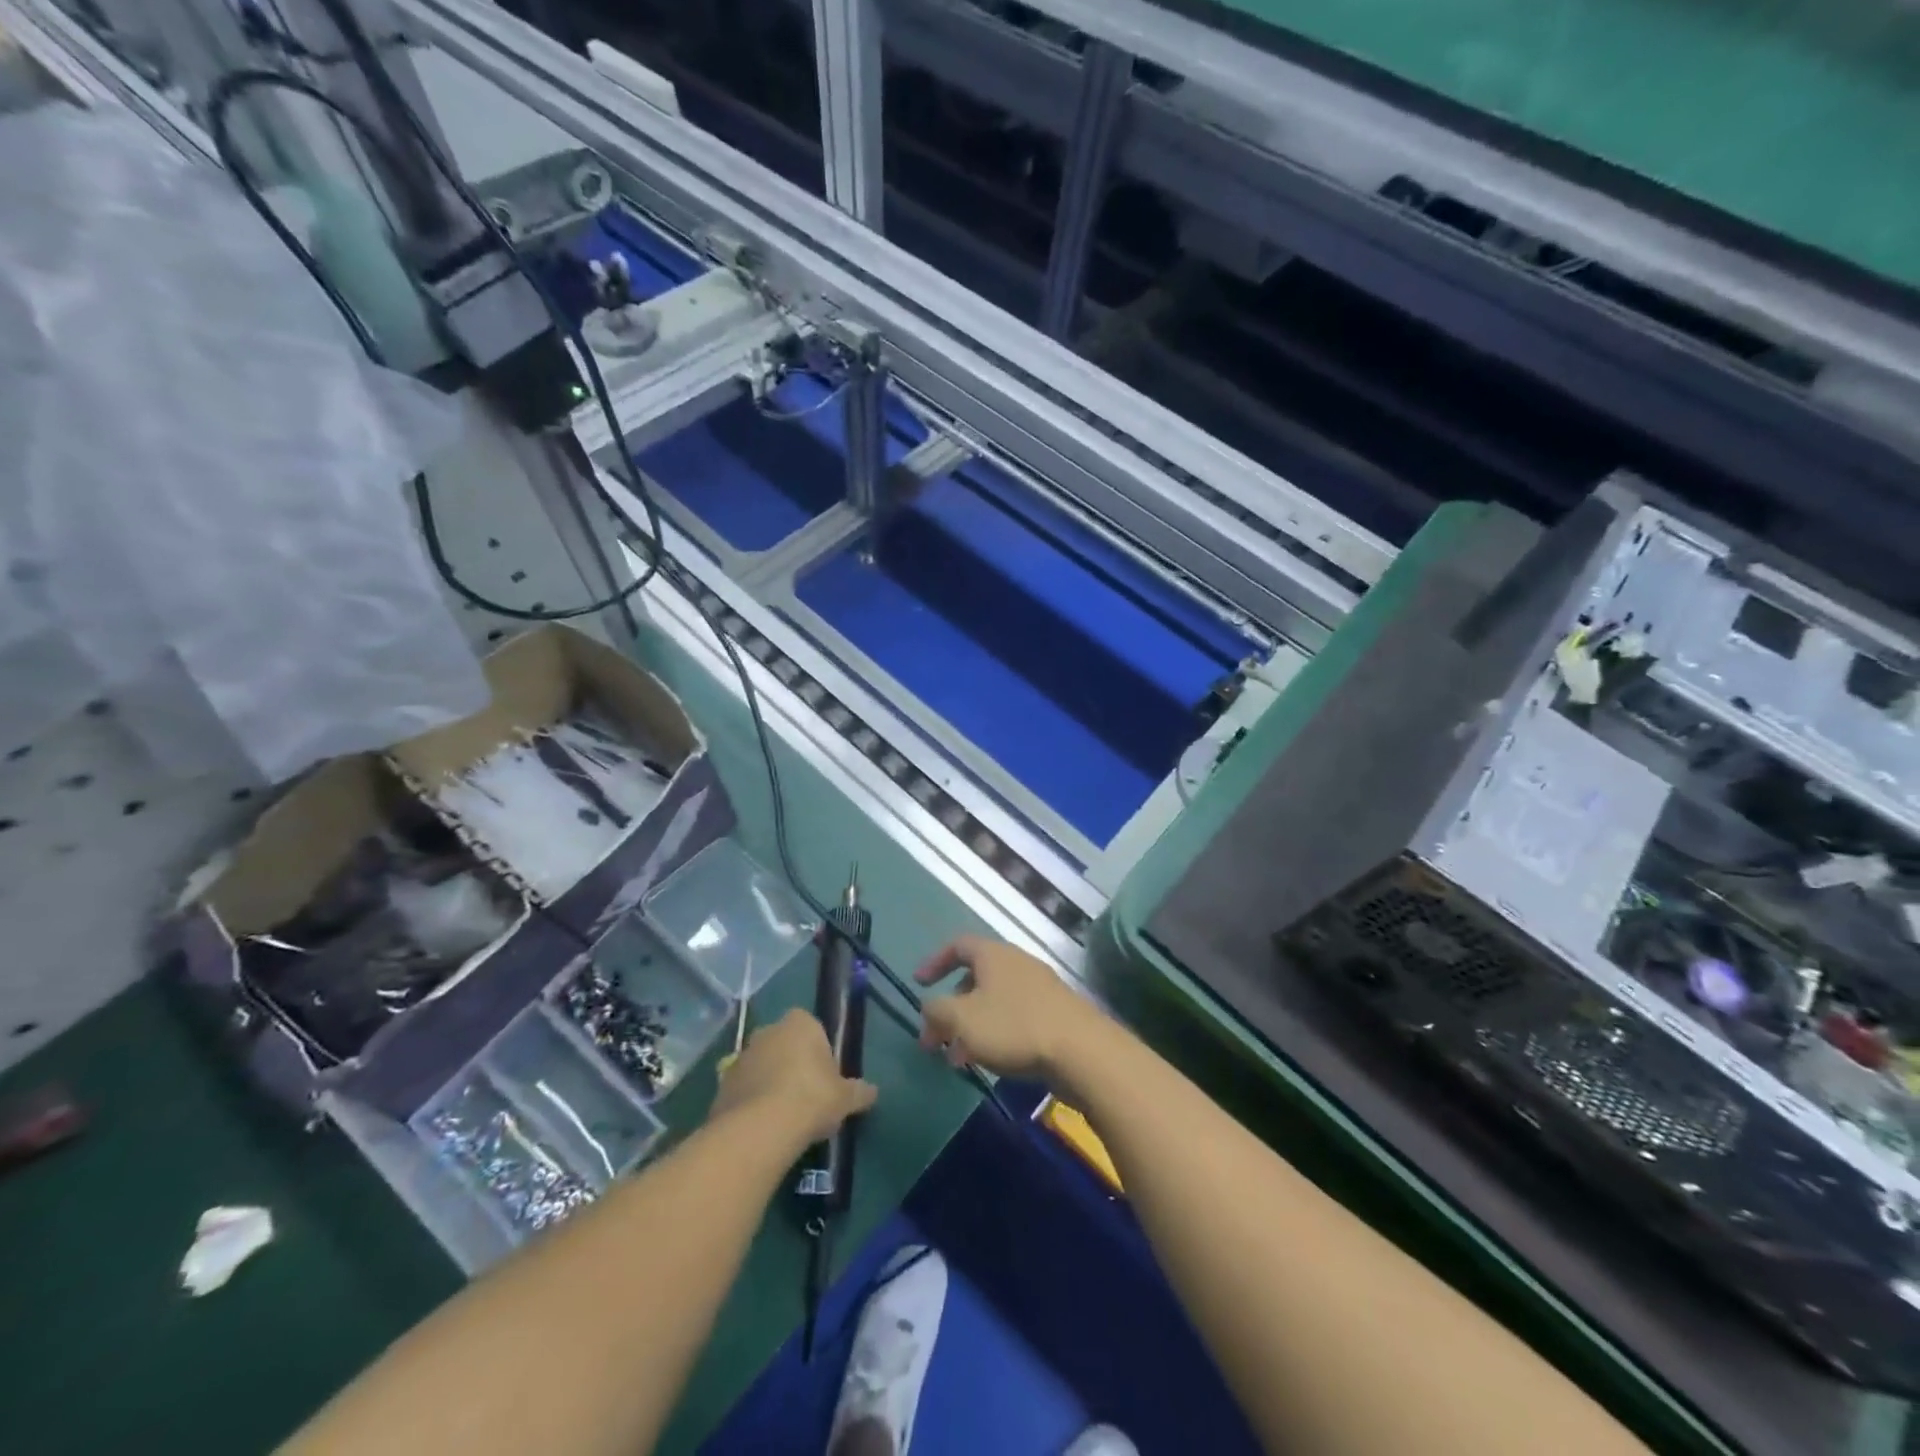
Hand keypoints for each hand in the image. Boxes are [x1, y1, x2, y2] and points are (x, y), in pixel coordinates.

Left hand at [710, 1008, 876, 1148]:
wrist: (760, 1129)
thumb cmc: (811, 1098)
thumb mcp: (845, 1098)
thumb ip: (859, 1092)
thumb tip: (873, 1092)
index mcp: (799, 1023)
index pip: (811, 1027)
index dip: (819, 1051)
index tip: (826, 1077)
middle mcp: (767, 1031)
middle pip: (784, 1044)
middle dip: (793, 1065)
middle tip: (807, 1097)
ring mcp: (741, 1057)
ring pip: (762, 1067)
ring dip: (770, 1084)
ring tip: (785, 1119)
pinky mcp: (722, 1085)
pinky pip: (744, 1090)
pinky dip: (752, 1104)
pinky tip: (764, 1129)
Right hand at [915, 936, 1104, 1082]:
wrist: (1082, 1051)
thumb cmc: (1015, 1027)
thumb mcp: (962, 1020)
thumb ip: (937, 1010)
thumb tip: (929, 1006)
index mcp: (993, 955)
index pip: (958, 945)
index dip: (935, 962)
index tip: (919, 984)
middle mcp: (1017, 963)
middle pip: (975, 977)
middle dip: (951, 1008)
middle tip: (936, 1040)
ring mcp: (1039, 988)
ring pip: (994, 1001)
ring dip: (971, 1026)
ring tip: (959, 1060)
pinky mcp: (1054, 1014)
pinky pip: (1014, 1016)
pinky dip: (995, 1034)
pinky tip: (992, 1062)